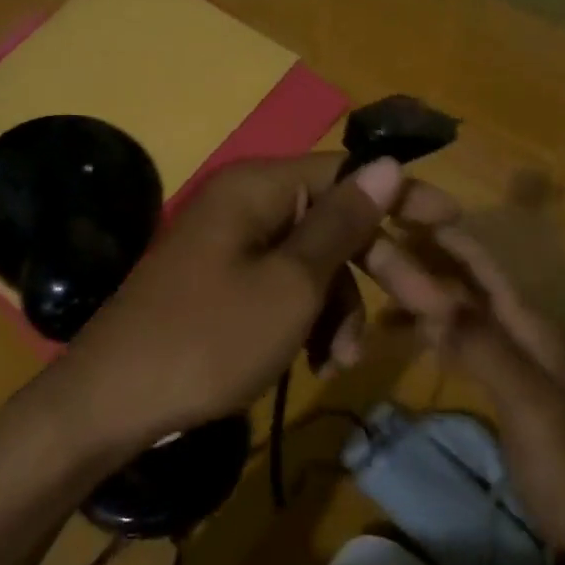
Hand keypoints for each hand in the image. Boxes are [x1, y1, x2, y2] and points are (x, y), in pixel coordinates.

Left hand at [29, 153, 457, 469]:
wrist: (113, 402)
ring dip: (339, 309)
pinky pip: (281, 290)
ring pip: (311, 265)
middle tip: (429, 310)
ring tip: (342, 361)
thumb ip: (341, 224)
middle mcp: (244, 206)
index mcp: (258, 188)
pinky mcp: (222, 287)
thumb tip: (386, 162)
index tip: (452, 222)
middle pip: (332, 223)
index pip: (346, 173)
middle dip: (379, 270)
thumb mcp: (290, 285)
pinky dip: (306, 322)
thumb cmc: (210, 339)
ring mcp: (230, 248)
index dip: (401, 196)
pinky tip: (316, 365)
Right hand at [361, 224, 564, 562]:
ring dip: (422, 301)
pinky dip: (434, 337)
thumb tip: (423, 286)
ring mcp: (518, 366)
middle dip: (422, 264)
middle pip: (467, 287)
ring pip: (462, 317)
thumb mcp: (527, 402)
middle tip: (367, 251)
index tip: (393, 214)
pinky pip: (464, 350)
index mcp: (533, 327)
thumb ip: (478, 343)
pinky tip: (410, 339)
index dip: (442, 237)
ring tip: (374, 294)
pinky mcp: (509, 395)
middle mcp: (525, 335)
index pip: (481, 266)